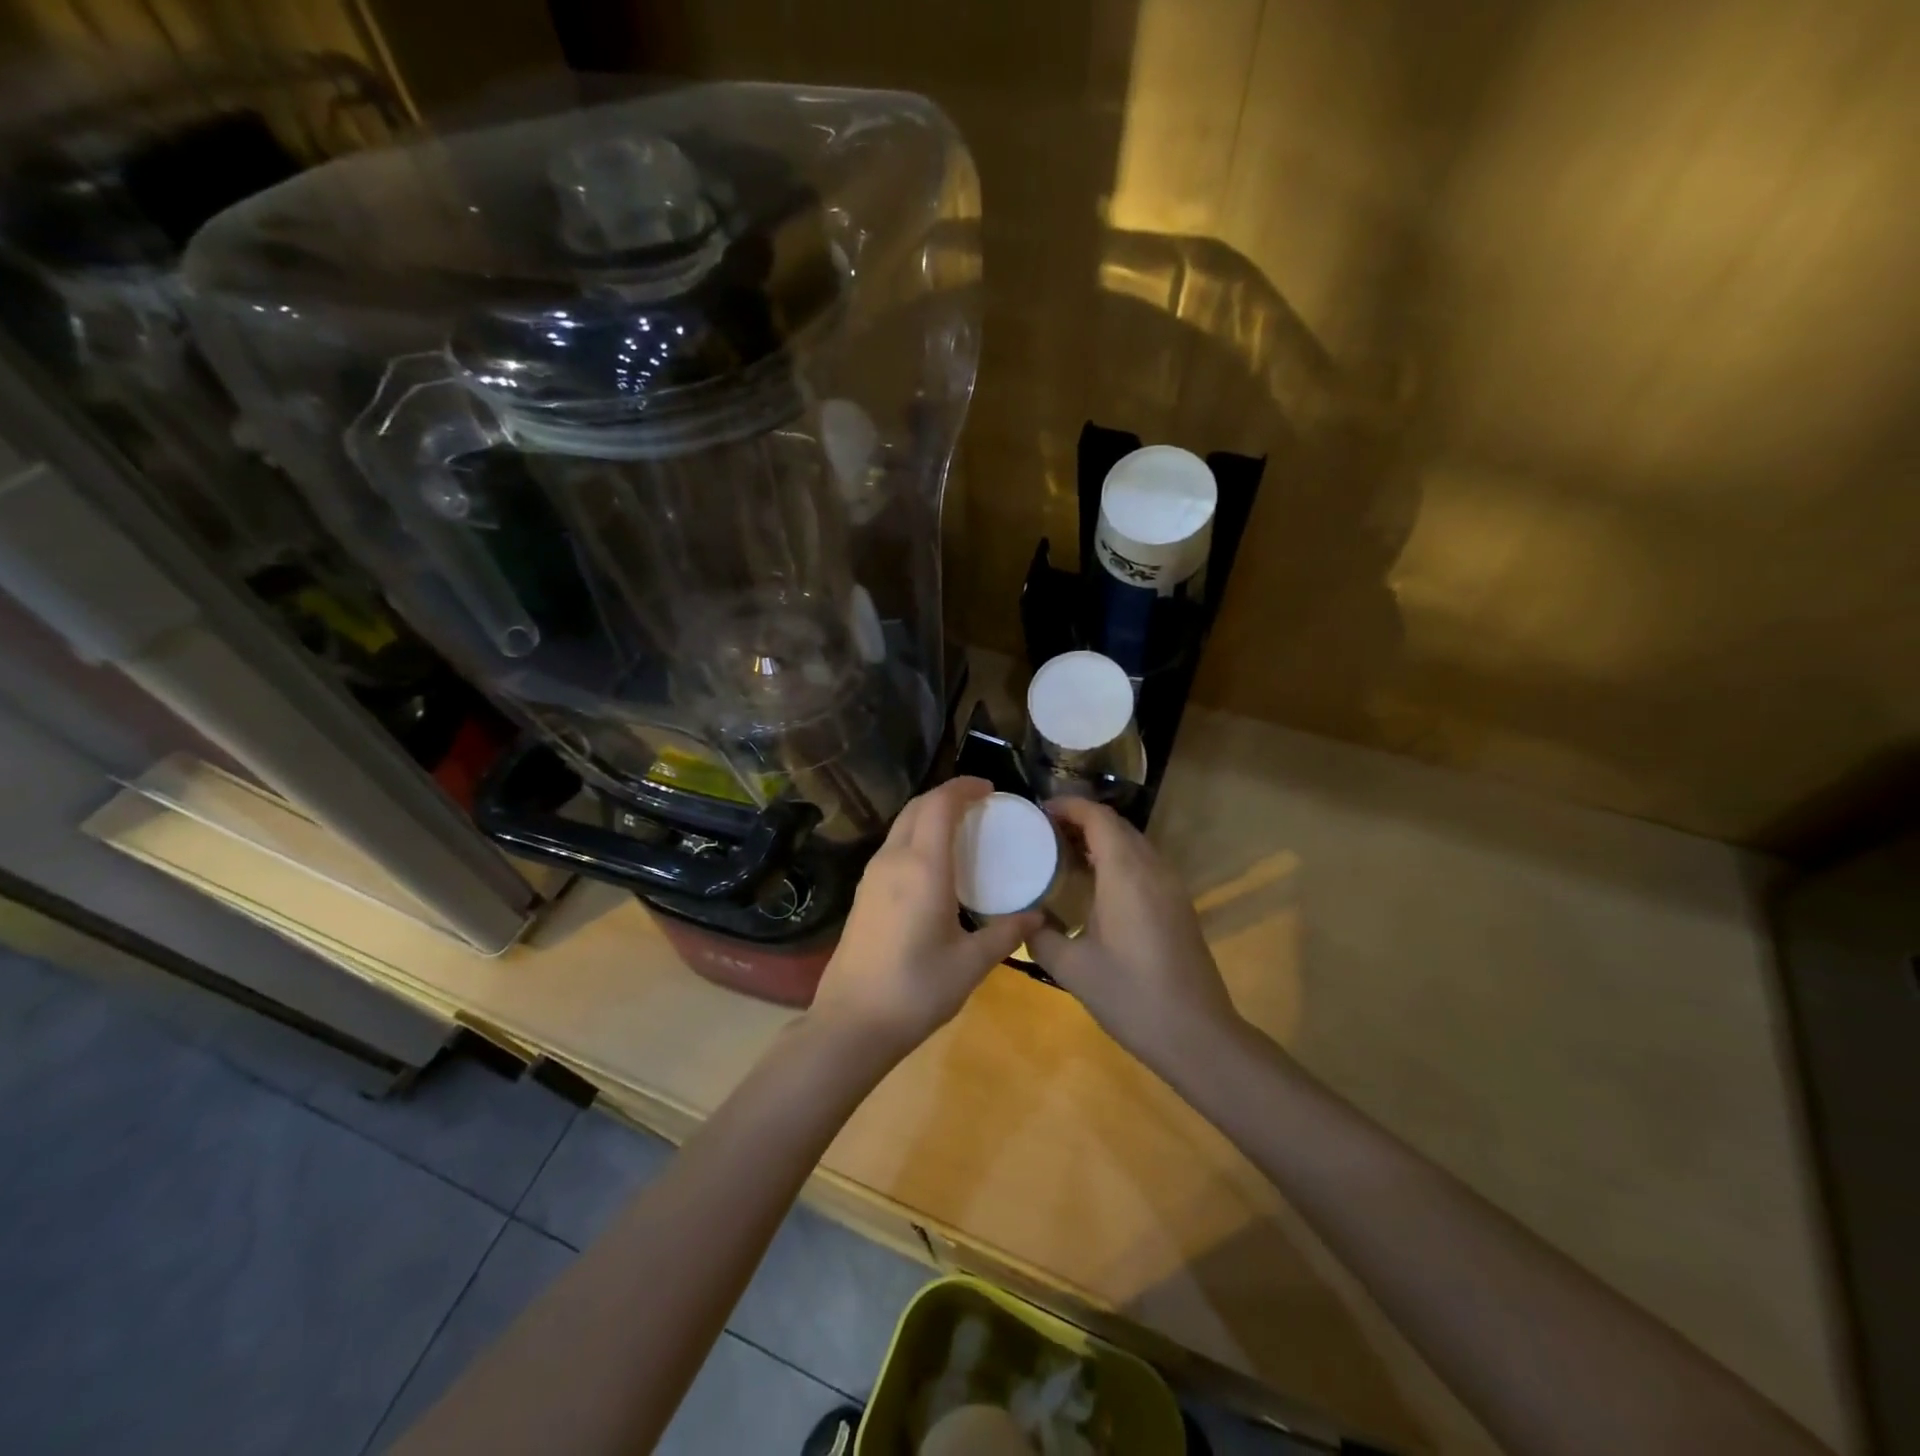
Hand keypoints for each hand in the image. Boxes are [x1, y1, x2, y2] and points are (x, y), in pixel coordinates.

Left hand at [810, 777, 1040, 1060]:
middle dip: (947, 796)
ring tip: (962, 830)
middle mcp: (893, 860)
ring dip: (929, 815)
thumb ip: (1006, 933)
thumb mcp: (970, 963)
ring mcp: (872, 876)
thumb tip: (1038, 916)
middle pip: (917, 807)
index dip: (964, 787)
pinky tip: (935, 864)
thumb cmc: (916, 990)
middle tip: (980, 806)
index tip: (990, 789)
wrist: (851, 1023)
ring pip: (901, 825)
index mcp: (922, 867)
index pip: (940, 804)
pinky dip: (917, 837)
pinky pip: (893, 847)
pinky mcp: (864, 894)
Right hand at [1029, 798, 1238, 1068]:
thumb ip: (1040, 936)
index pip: (1098, 817)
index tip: (1037, 812)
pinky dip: (1116, 859)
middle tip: (1042, 832)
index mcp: (1126, 874)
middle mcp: (1153, 869)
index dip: (1068, 806)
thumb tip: (1024, 920)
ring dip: (1100, 839)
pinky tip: (1094, 885)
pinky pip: (1144, 864)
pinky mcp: (1178, 905)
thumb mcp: (1072, 969)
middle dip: (1080, 820)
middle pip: (1117, 825)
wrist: (1198, 1035)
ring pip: (1133, 844)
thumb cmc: (1131, 997)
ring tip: (1062, 854)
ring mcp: (1171, 887)